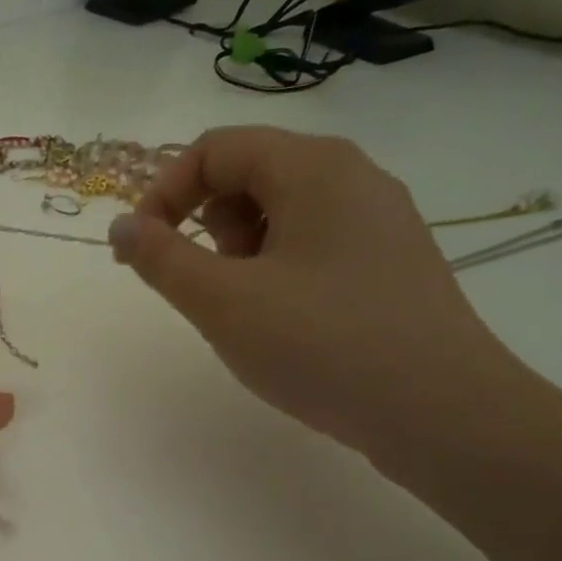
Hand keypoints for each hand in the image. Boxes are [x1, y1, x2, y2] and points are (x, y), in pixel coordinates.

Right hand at [109, 125, 516, 456]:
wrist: (440, 411)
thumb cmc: (322, 344)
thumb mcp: (222, 302)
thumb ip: (161, 259)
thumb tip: (122, 226)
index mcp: (313, 167)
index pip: (215, 149)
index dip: (163, 193)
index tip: (141, 251)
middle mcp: (353, 177)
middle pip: (249, 174)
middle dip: (206, 225)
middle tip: (207, 286)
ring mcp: (378, 220)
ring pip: (280, 212)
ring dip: (240, 252)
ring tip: (248, 311)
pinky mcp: (388, 262)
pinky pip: (312, 245)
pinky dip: (276, 270)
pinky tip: (285, 323)